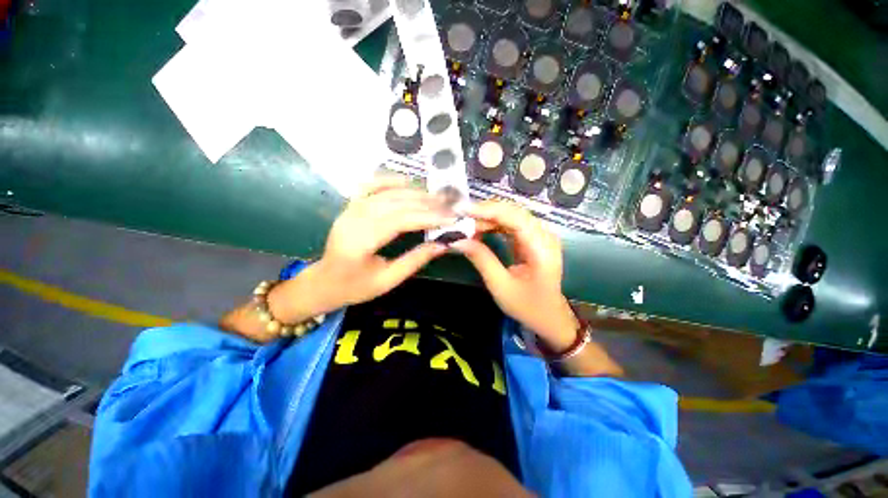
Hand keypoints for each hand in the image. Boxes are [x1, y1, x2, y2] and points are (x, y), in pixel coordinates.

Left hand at [269, 177, 452, 322]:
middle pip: (395, 204)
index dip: (427, 218)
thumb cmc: (355, 287)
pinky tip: (407, 181)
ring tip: (437, 197)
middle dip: (426, 204)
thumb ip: (415, 260)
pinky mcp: (350, 206)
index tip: (450, 218)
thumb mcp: (388, 280)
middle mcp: (352, 220)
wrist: (324, 282)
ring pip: (386, 193)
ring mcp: (349, 210)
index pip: (399, 221)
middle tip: (449, 206)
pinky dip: (389, 180)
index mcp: (359, 243)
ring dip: (414, 193)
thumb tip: (443, 245)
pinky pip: (369, 186)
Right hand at [450, 200, 579, 351]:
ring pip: (511, 215)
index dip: (488, 210)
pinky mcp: (533, 238)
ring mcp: (540, 236)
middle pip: (513, 212)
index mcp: (541, 249)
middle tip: (460, 218)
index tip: (463, 210)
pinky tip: (479, 229)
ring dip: (487, 217)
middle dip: (485, 212)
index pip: (515, 218)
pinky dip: (493, 224)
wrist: (549, 316)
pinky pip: (511, 224)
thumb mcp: (500, 286)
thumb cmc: (527, 306)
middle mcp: (544, 236)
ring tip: (466, 225)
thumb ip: (481, 259)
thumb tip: (457, 241)